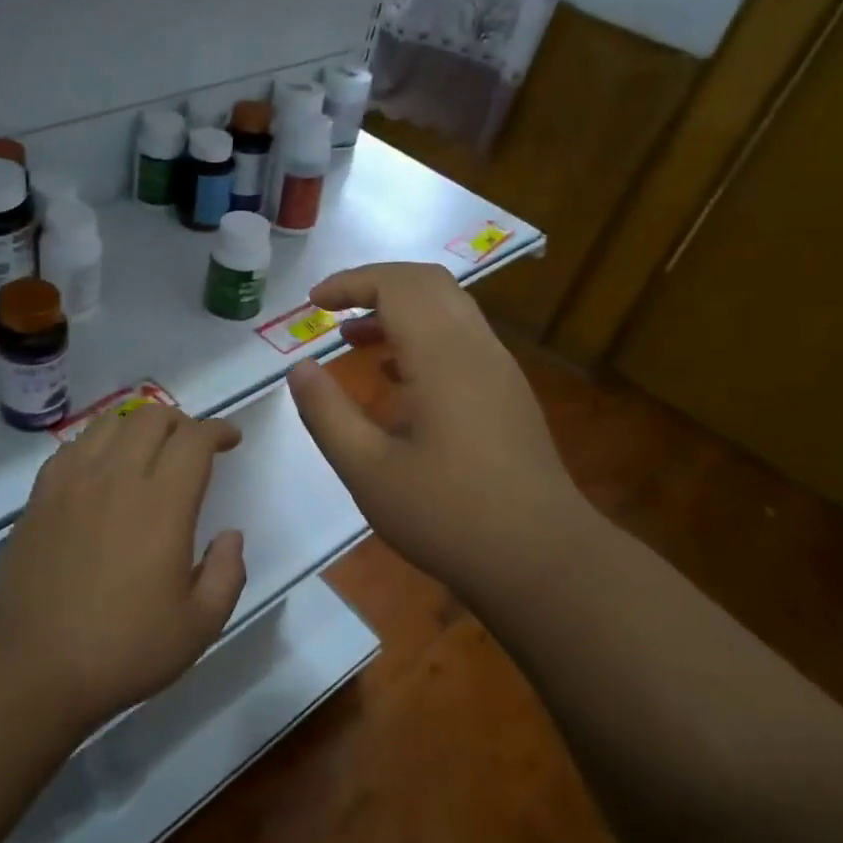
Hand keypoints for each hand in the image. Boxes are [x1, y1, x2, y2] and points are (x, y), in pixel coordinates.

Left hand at [0, 404, 245, 726]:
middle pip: (152, 417)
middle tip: (192, 446)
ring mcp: (73, 482)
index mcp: (162, 503)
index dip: (218, 430)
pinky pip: (74, 446)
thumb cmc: (124, 649)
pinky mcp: (41, 495)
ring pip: (110, 423)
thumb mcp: (199, 626)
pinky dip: (98, 442)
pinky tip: (101, 467)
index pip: (194, 439)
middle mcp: (117, 477)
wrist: (32, 664)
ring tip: (149, 447)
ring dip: (139, 425)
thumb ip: (227, 573)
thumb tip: (230, 535)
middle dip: (181, 421)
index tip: (230, 439)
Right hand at [285, 262, 596, 597]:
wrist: (542, 560)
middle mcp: (477, 349)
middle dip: (375, 285)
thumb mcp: (368, 470)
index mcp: (443, 357)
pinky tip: (395, 378)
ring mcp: (499, 371)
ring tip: (353, 340)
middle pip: (428, 283)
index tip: (313, 302)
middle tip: (331, 310)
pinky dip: (421, 337)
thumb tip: (299, 368)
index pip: (397, 285)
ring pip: (448, 309)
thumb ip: (327, 413)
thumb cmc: (447, 515)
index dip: (351, 282)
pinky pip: (461, 340)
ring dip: (399, 310)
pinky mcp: (508, 395)